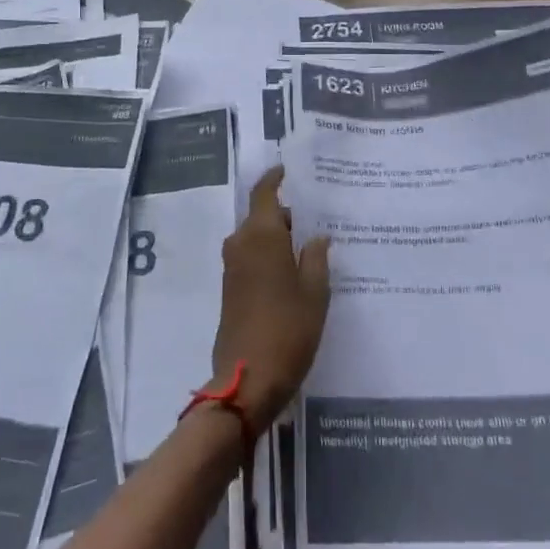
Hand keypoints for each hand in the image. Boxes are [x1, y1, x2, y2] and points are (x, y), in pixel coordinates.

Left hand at [209, 167, 330, 428]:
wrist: (247, 378)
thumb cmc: (288, 329)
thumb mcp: (314, 292)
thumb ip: (316, 258)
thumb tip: (317, 236)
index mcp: (261, 235)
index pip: (264, 192)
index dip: (275, 177)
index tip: (290, 170)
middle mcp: (241, 243)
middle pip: (263, 216)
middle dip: (287, 215)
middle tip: (318, 219)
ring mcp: (232, 267)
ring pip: (257, 238)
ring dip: (279, 238)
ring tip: (311, 246)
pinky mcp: (230, 288)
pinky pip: (252, 258)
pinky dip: (271, 256)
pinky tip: (294, 271)